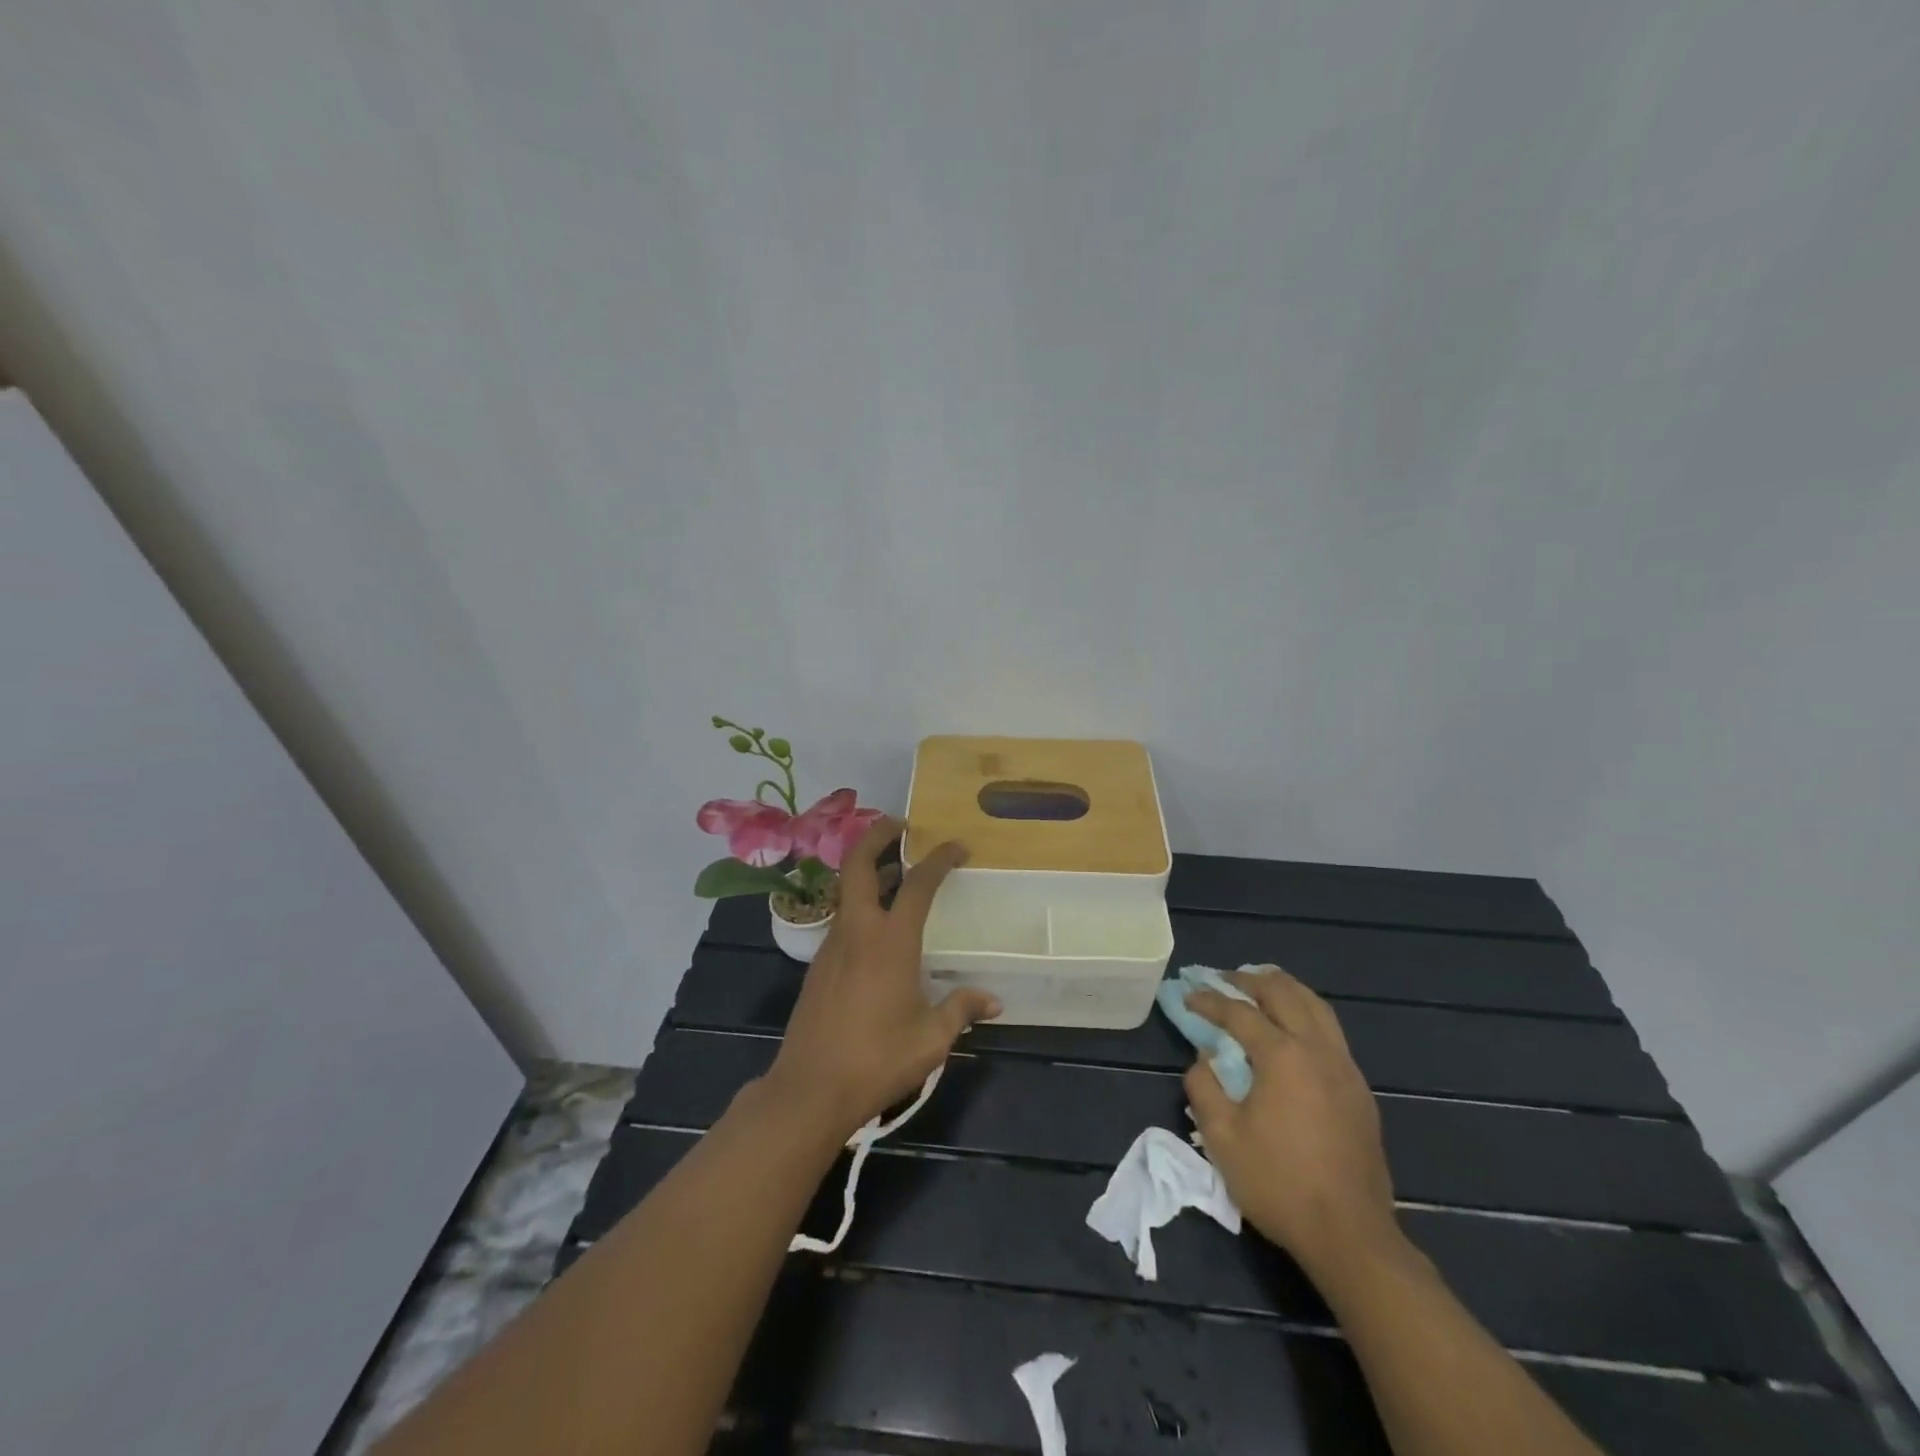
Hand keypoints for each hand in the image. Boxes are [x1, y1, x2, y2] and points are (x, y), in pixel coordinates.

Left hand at [763, 818, 1000, 1140]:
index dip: (939, 859)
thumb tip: (993, 1000)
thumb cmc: (876, 1059)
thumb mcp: (930, 1039)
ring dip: (869, 870)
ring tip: (896, 872)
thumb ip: (961, 1010)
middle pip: (858, 864)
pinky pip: (842, 917)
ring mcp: (832, 946)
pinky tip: (879, 927)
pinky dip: (861, 903)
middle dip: (877, 836)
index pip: (917, 883)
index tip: (957, 846)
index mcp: (890, 941)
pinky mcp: (819, 965)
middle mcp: (857, 931)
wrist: (809, 1089)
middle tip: (901, 825)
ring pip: (847, 890)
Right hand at [1185, 969, 1399, 1279]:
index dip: (1209, 1000)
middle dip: (1250, 981)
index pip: (1239, 1012)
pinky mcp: (1360, 1090)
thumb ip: (1205, 1087)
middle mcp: (1317, 1049)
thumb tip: (1205, 1057)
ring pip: (1316, 1006)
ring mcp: (1345, 1068)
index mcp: (1282, 1055)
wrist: (1350, 1235)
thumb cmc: (1278, 1183)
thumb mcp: (1222, 1137)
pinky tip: (1294, 1029)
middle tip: (1224, 979)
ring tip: (1261, 987)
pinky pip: (1332, 1032)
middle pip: (1284, 994)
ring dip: (1285, 990)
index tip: (1188, 995)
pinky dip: (1307, 1014)